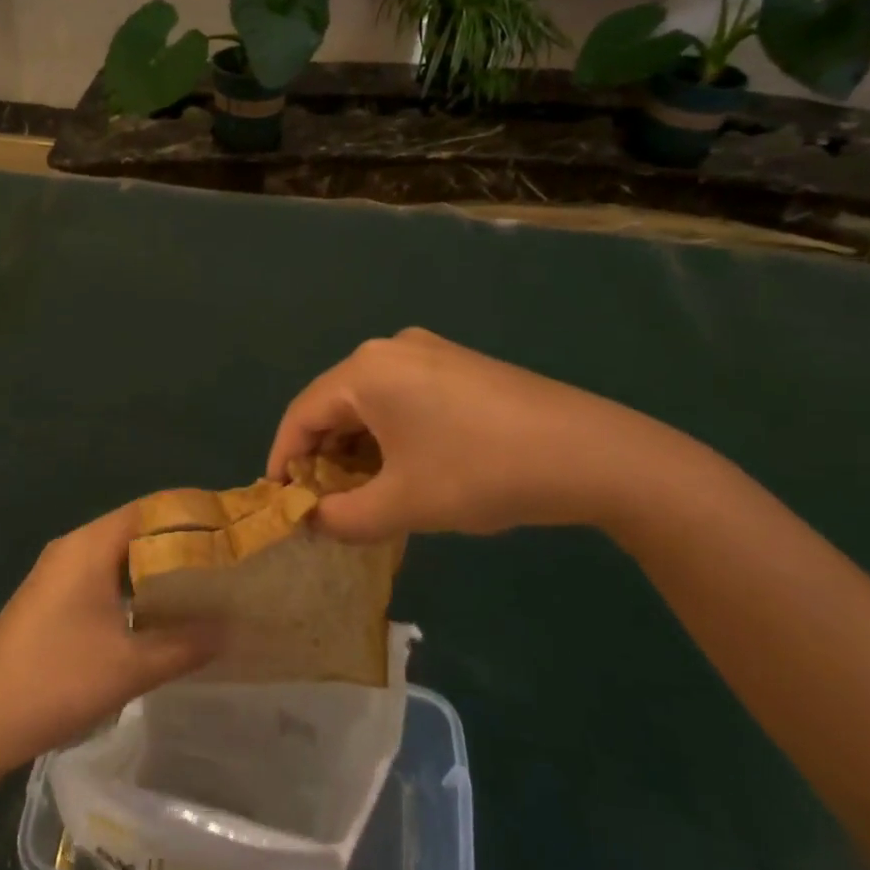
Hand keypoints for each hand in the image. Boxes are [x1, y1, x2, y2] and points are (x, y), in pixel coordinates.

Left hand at [0, 506, 220, 775]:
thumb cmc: (56, 681)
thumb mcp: (129, 667)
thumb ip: (184, 644)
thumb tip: (231, 628)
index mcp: (89, 546)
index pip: (149, 510)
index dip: (191, 514)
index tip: (231, 529)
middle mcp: (72, 548)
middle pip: (135, 531)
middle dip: (179, 544)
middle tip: (224, 563)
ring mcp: (56, 575)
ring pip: (117, 558)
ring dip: (155, 570)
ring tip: (202, 589)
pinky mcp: (49, 601)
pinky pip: (101, 579)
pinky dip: (132, 589)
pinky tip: (156, 617)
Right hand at [267, 328, 715, 541]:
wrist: (591, 453)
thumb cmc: (481, 473)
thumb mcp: (403, 505)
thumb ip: (342, 517)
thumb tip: (312, 521)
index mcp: (365, 371)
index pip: (301, 415)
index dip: (283, 461)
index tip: (278, 502)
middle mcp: (389, 349)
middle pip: (335, 405)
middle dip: (324, 458)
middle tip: (323, 505)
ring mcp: (428, 351)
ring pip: (369, 403)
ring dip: (357, 450)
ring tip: (363, 495)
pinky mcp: (457, 365)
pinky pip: (401, 397)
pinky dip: (389, 435)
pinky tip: (404, 469)